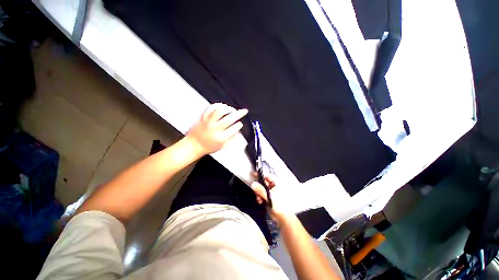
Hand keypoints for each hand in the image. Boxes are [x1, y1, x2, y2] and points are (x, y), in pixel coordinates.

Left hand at [186, 103, 247, 155]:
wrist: (193, 145)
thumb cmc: (208, 147)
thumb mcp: (223, 146)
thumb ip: (232, 138)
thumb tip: (238, 130)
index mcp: (221, 137)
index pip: (234, 128)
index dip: (239, 125)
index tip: (240, 123)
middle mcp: (215, 129)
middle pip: (229, 118)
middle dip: (239, 113)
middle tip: (244, 111)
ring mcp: (208, 122)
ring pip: (220, 111)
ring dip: (228, 108)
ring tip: (232, 109)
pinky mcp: (202, 117)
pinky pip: (210, 108)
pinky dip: (217, 105)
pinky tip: (222, 106)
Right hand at [250, 173, 291, 221]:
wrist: (282, 217)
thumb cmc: (279, 205)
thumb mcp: (269, 196)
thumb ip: (260, 190)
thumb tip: (253, 183)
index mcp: (276, 183)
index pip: (267, 176)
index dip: (260, 175)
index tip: (253, 175)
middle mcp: (273, 186)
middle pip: (263, 182)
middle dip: (258, 187)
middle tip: (255, 191)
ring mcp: (270, 191)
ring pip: (261, 188)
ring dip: (258, 193)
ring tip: (259, 199)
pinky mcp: (268, 197)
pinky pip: (261, 194)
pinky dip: (259, 197)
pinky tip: (260, 201)